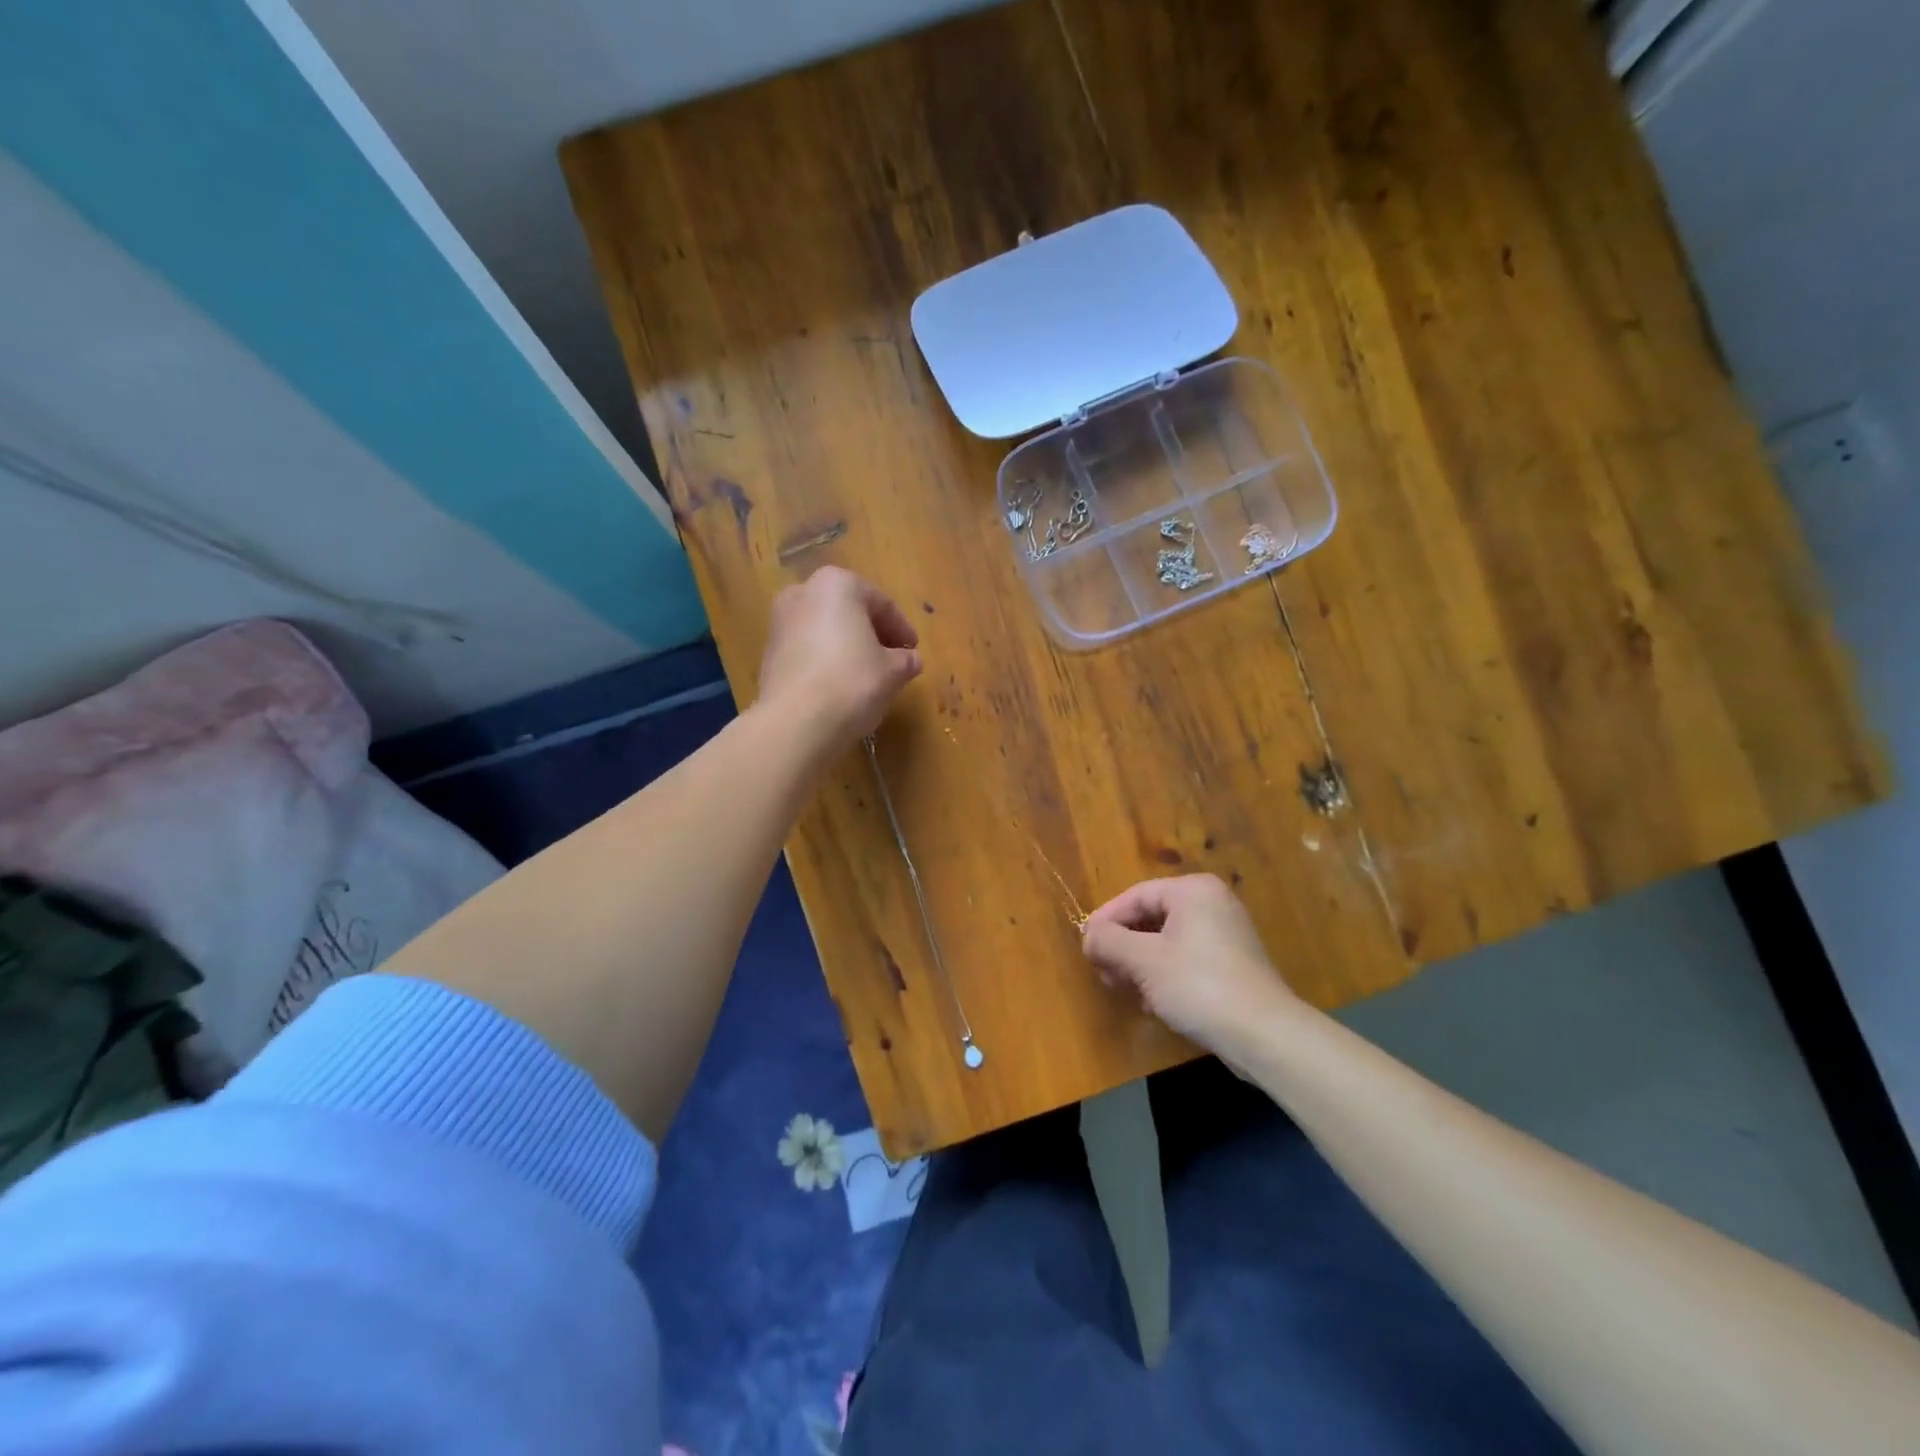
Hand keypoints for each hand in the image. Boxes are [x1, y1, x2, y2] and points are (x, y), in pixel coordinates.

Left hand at [756, 566, 922, 757]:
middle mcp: (803, 593)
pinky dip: (826, 661)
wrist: (795, 722)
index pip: (881, 603)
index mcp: (837, 584)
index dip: (902, 629)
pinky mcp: (768, 653)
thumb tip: (911, 660)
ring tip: (868, 675)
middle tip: (892, 660)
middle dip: (872, 634)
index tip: (913, 650)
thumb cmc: (851, 682)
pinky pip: (807, 650)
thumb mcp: (893, 671)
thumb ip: (906, 660)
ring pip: (825, 630)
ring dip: (848, 647)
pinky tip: (839, 686)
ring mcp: (780, 622)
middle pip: (849, 611)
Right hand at [1081, 874, 1298, 1051]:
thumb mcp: (1144, 961)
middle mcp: (1212, 904)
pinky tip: (1152, 1002)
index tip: (1086, 946)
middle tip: (1103, 971)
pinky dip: (1164, 974)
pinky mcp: (1233, 964)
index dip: (1105, 920)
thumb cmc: (1198, 985)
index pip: (1135, 896)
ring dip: (1140, 963)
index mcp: (1193, 891)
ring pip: (1167, 941)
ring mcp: (1226, 934)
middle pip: (1151, 917)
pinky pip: (1186, 959)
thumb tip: (1089, 935)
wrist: (1264, 1035)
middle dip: (1123, 945)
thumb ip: (1109, 942)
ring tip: (1123, 989)